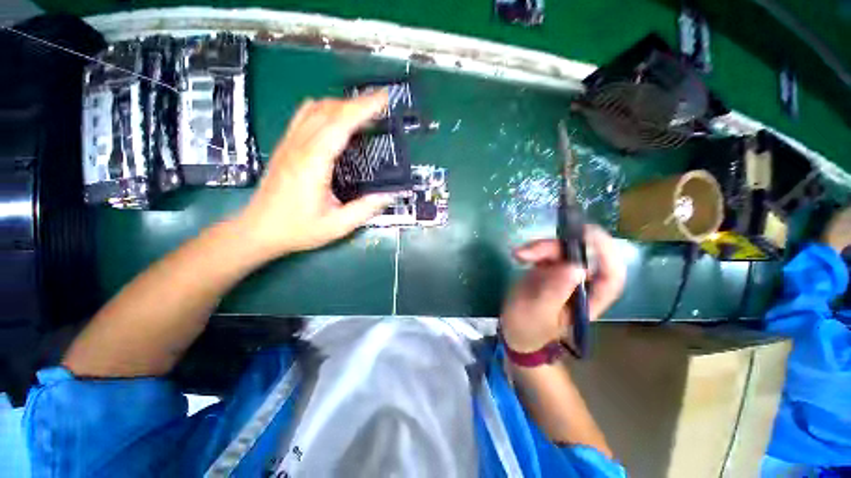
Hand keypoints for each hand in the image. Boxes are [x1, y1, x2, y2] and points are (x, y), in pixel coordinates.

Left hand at [238, 91, 394, 256]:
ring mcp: (289, 143)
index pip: (340, 124)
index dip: (363, 109)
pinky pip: (304, 116)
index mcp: (313, 163)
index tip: (383, 100)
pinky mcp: (285, 146)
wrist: (258, 230)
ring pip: (315, 108)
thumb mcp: (338, 225)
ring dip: (341, 104)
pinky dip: (324, 110)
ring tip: (362, 112)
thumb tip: (390, 194)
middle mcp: (299, 146)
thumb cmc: (298, 229)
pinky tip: (335, 120)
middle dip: (357, 102)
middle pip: (328, 110)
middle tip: (381, 106)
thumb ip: (366, 209)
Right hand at [500, 225, 625, 352]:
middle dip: (557, 247)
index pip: (611, 275)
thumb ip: (555, 291)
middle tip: (530, 249)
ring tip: (519, 254)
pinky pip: (547, 252)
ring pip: (563, 250)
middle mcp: (583, 284)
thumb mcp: (538, 311)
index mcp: (590, 300)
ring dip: (541, 247)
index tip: (587, 234)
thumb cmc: (528, 327)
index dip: (606, 252)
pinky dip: (533, 250)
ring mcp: (565, 275)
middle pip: (582, 256)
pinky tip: (519, 256)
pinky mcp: (550, 270)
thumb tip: (576, 267)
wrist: (514, 329)